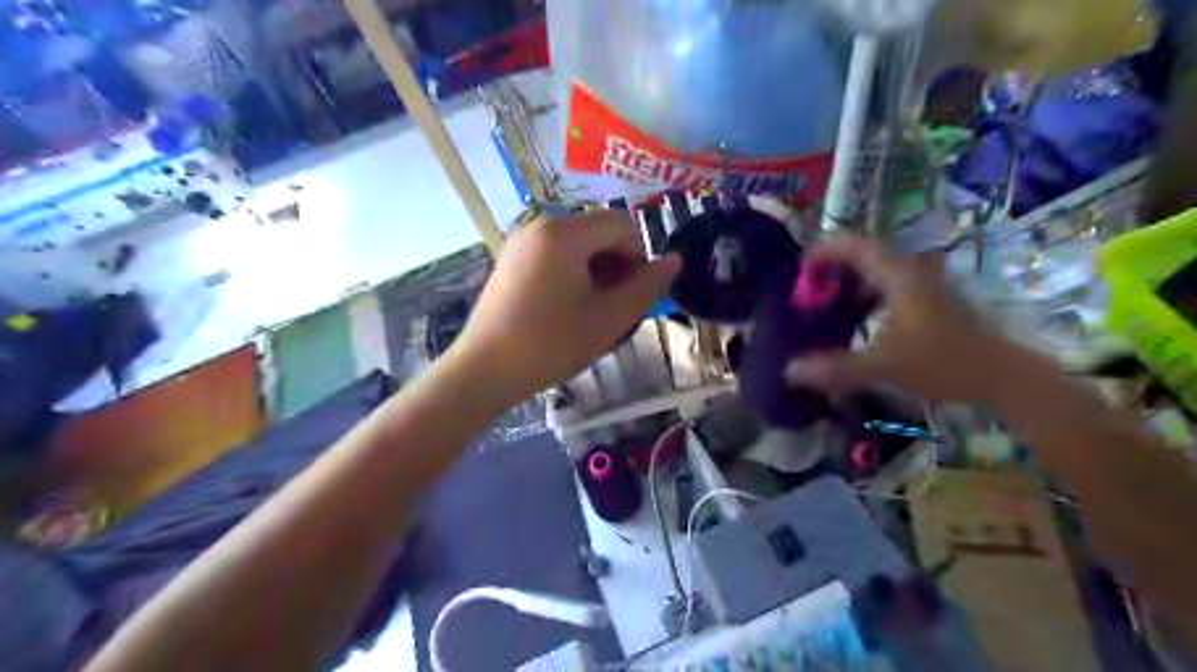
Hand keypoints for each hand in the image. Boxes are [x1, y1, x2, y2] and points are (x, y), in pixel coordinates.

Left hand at [453, 213, 676, 405]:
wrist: (484, 371)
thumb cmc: (551, 345)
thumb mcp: (608, 318)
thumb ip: (646, 287)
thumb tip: (674, 261)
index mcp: (564, 233)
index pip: (621, 225)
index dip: (639, 257)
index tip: (635, 294)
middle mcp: (540, 224)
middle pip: (598, 231)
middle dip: (617, 264)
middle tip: (615, 306)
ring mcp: (521, 241)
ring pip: (577, 243)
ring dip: (596, 269)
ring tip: (592, 310)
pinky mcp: (511, 258)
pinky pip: (555, 253)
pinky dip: (572, 271)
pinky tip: (567, 306)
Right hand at [787, 237, 1028, 404]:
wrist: (1005, 378)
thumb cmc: (946, 362)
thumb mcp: (885, 366)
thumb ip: (837, 368)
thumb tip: (789, 371)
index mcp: (900, 278)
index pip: (858, 246)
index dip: (827, 250)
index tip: (802, 268)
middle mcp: (912, 275)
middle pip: (866, 259)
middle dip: (834, 271)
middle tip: (808, 292)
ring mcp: (923, 290)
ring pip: (878, 276)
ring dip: (850, 287)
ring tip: (826, 309)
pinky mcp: (930, 307)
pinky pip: (888, 292)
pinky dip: (866, 302)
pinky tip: (857, 326)